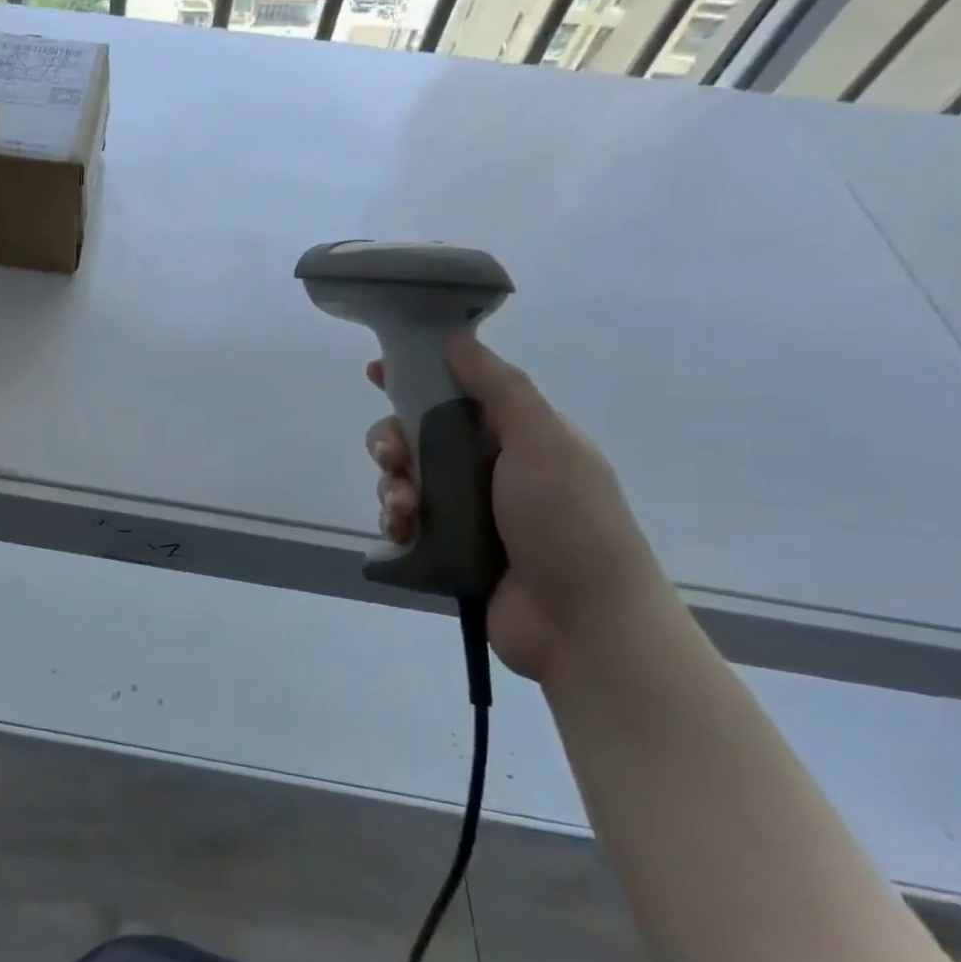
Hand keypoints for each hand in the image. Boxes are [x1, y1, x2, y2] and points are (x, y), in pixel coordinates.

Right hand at [368, 335, 667, 680]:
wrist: (583, 623)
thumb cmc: (568, 521)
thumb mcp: (542, 441)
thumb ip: (498, 387)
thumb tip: (458, 338)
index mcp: (518, 435)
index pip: (458, 391)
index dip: (417, 376)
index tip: (376, 371)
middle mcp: (490, 467)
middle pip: (420, 435)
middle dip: (394, 439)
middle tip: (391, 456)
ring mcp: (469, 511)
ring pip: (406, 478)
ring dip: (393, 485)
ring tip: (405, 506)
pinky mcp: (448, 548)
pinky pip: (406, 520)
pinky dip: (397, 520)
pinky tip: (403, 531)